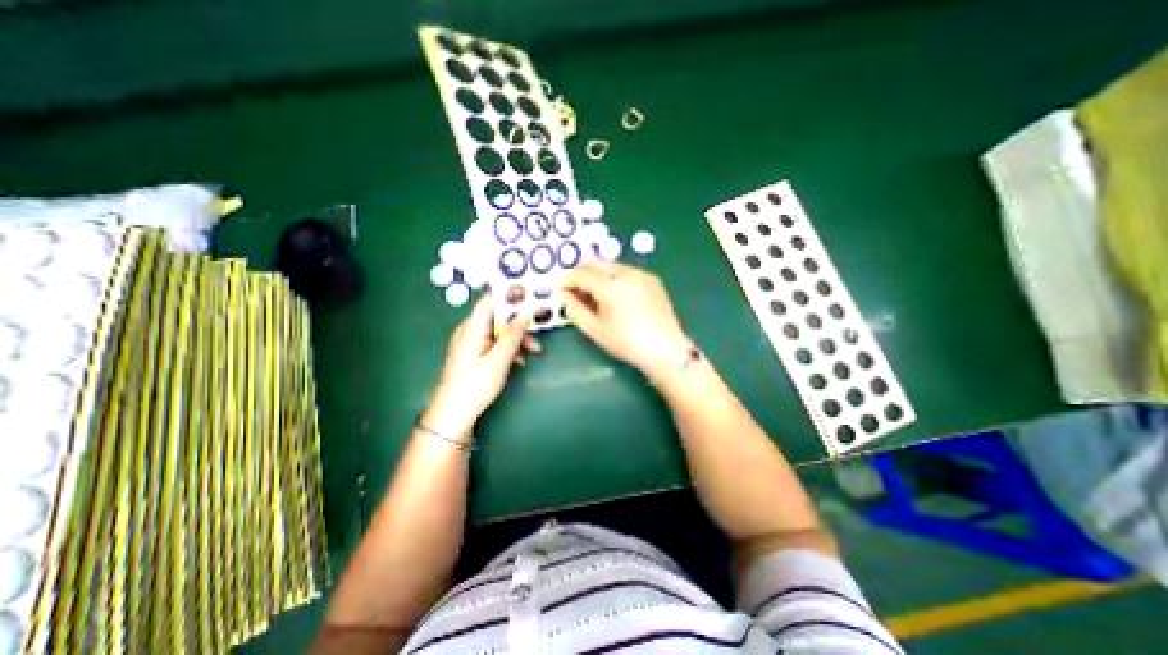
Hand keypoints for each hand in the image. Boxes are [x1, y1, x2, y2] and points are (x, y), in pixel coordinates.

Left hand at [426, 293, 542, 438]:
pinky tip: (519, 360)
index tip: (530, 292)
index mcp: (472, 328)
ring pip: (498, 330)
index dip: (509, 293)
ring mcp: (471, 342)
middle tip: (538, 326)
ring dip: (516, 337)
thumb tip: (526, 314)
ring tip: (534, 349)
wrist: (453, 414)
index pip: (490, 300)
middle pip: (497, 315)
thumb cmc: (475, 386)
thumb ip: (513, 336)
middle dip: (519, 321)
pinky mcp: (474, 353)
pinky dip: (508, 347)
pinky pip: (494, 342)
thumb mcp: (499, 361)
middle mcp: (470, 330)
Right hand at [560, 261, 686, 381]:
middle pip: (596, 263)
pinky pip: (627, 271)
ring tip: (596, 295)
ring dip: (599, 274)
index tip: (563, 291)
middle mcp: (626, 273)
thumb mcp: (595, 330)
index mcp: (610, 286)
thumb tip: (564, 294)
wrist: (665, 349)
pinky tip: (616, 296)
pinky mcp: (652, 279)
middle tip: (577, 290)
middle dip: (582, 273)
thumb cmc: (626, 343)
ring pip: (611, 265)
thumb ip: (574, 309)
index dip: (568, 281)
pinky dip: (615, 277)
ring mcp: (641, 274)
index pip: (581, 274)